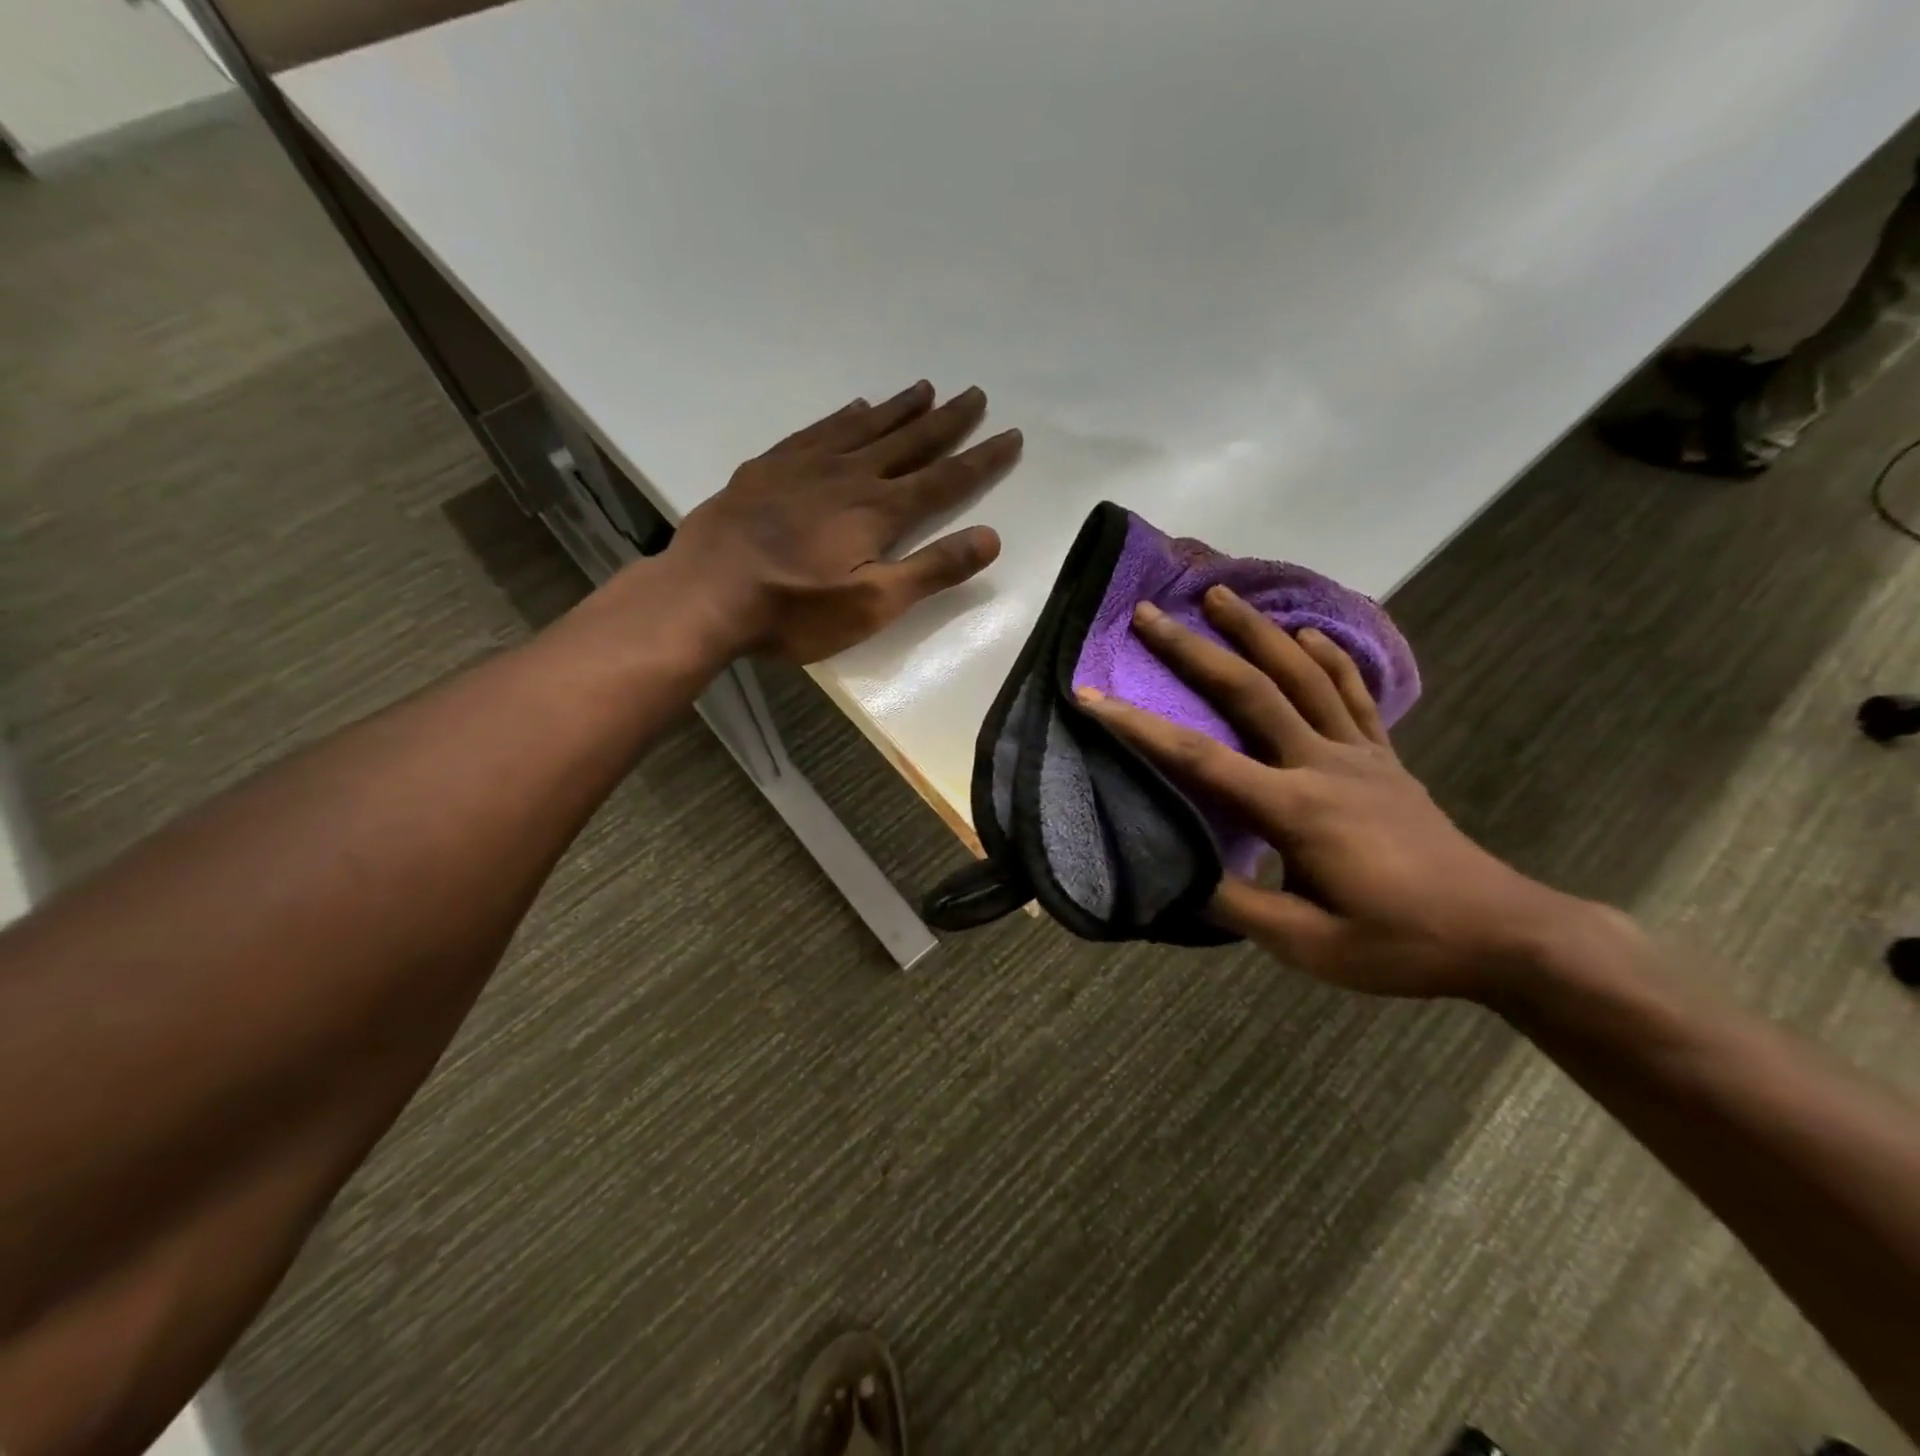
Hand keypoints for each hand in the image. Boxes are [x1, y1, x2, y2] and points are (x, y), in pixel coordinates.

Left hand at [666, 381, 1021, 663]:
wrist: (705, 594)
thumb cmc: (793, 610)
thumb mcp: (872, 604)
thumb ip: (931, 570)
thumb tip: (991, 538)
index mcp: (878, 511)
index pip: (944, 479)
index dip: (981, 459)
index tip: (1011, 436)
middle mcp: (849, 476)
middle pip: (909, 442)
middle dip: (947, 421)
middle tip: (975, 395)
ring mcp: (805, 466)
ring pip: (865, 426)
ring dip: (900, 409)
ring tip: (925, 388)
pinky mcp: (769, 468)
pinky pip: (818, 430)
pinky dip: (844, 416)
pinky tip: (853, 407)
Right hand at [1076, 587, 1577, 998]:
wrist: (1502, 933)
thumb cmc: (1399, 943)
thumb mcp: (1308, 946)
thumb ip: (1236, 908)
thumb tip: (1179, 875)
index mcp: (1295, 810)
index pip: (1201, 759)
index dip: (1139, 727)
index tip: (1093, 696)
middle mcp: (1323, 765)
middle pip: (1250, 692)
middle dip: (1194, 650)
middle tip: (1152, 614)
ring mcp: (1359, 756)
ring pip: (1302, 676)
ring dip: (1257, 631)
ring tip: (1220, 595)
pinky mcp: (1385, 759)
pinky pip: (1353, 695)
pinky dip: (1327, 658)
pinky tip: (1307, 633)